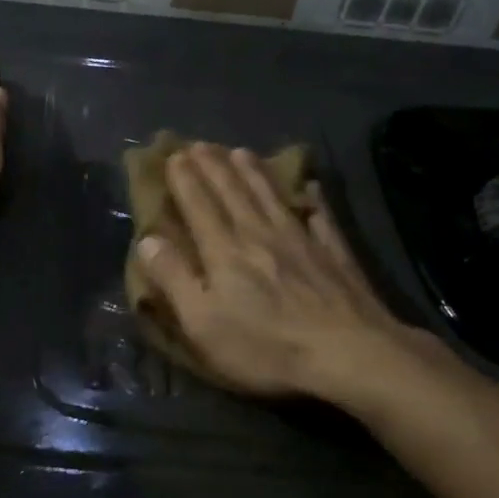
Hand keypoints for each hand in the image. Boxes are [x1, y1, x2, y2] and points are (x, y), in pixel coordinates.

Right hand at [134, 145, 411, 399]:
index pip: (199, 205)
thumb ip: (174, 278)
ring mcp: (301, 240)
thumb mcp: (203, 322)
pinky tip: (311, 187)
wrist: (350, 353)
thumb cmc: (266, 346)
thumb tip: (148, 239)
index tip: (174, 154)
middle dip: (214, 166)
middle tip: (201, 144)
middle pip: (233, 191)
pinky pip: (319, 216)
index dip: (185, 179)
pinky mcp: (334, 254)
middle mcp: (260, 234)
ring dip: (254, 172)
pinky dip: (312, 199)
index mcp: (224, 250)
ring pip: (271, 196)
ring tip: (241, 151)